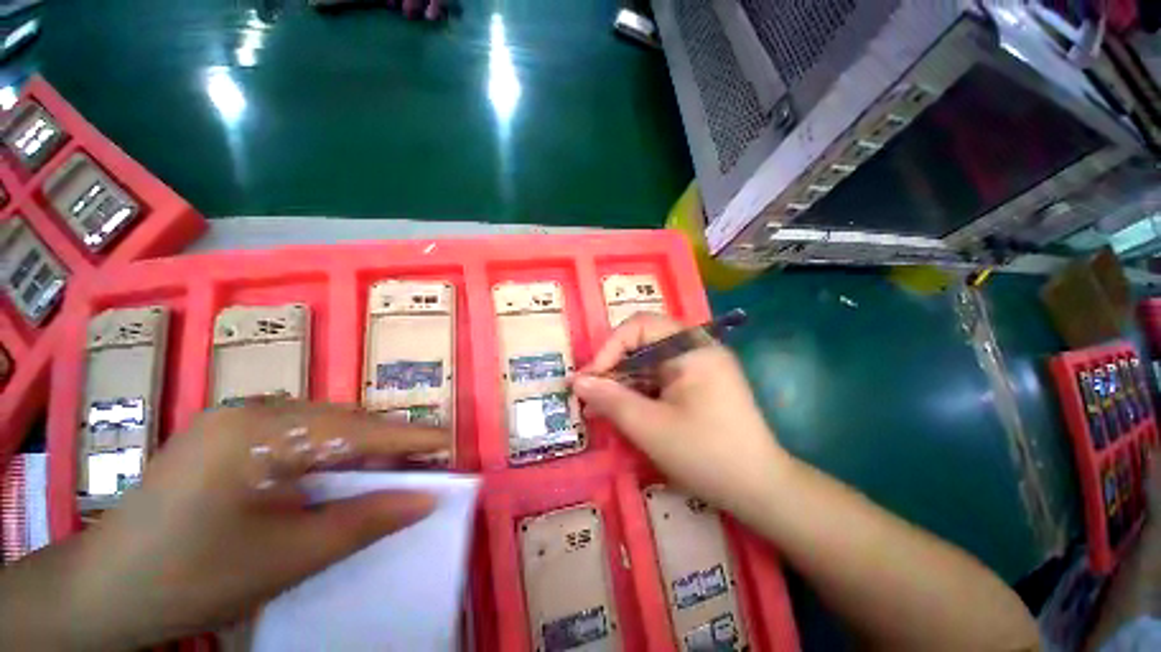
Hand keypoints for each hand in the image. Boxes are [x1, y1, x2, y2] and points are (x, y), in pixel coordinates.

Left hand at [66, 401, 449, 650]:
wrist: (103, 593)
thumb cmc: (192, 579)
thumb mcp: (287, 558)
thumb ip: (365, 521)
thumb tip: (426, 499)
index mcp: (258, 430)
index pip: (358, 428)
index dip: (409, 437)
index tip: (449, 443)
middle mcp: (249, 410)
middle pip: (341, 421)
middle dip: (386, 443)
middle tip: (423, 463)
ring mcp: (233, 419)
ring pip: (321, 426)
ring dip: (359, 447)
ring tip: (390, 468)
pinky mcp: (224, 436)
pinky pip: (296, 435)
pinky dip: (327, 453)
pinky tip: (338, 472)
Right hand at [572, 313, 788, 513]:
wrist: (762, 491)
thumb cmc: (707, 455)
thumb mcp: (650, 427)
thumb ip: (610, 399)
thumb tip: (577, 381)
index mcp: (691, 347)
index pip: (639, 326)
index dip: (609, 348)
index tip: (589, 380)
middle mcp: (697, 348)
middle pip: (643, 344)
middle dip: (613, 368)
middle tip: (589, 396)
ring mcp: (700, 366)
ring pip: (648, 363)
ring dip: (623, 383)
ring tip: (599, 409)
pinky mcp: (699, 384)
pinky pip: (660, 378)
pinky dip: (639, 393)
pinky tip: (624, 412)